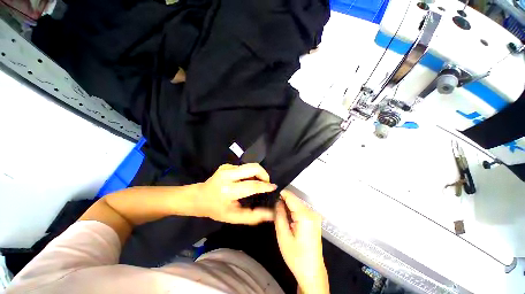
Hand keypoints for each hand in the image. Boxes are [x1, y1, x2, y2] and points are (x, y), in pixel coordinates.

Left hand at [195, 163, 276, 224]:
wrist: (199, 197)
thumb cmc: (216, 209)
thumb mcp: (233, 217)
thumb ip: (253, 216)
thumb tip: (270, 214)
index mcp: (228, 191)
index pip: (252, 186)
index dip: (265, 186)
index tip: (274, 187)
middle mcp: (227, 176)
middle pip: (253, 168)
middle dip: (264, 174)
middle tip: (266, 183)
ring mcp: (226, 168)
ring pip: (250, 166)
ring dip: (257, 173)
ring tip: (257, 182)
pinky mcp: (226, 165)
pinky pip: (244, 167)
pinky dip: (249, 173)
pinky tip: (245, 180)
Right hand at [275, 190, 328, 293]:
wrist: (311, 271)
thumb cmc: (296, 256)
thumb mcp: (282, 235)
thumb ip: (279, 215)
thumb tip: (278, 201)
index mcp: (305, 215)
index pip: (291, 197)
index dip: (281, 194)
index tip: (272, 195)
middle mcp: (312, 212)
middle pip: (295, 200)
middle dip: (284, 201)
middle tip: (274, 207)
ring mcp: (315, 216)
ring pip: (297, 204)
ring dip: (288, 206)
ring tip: (279, 212)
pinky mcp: (314, 220)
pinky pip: (301, 210)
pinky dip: (293, 211)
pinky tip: (288, 218)